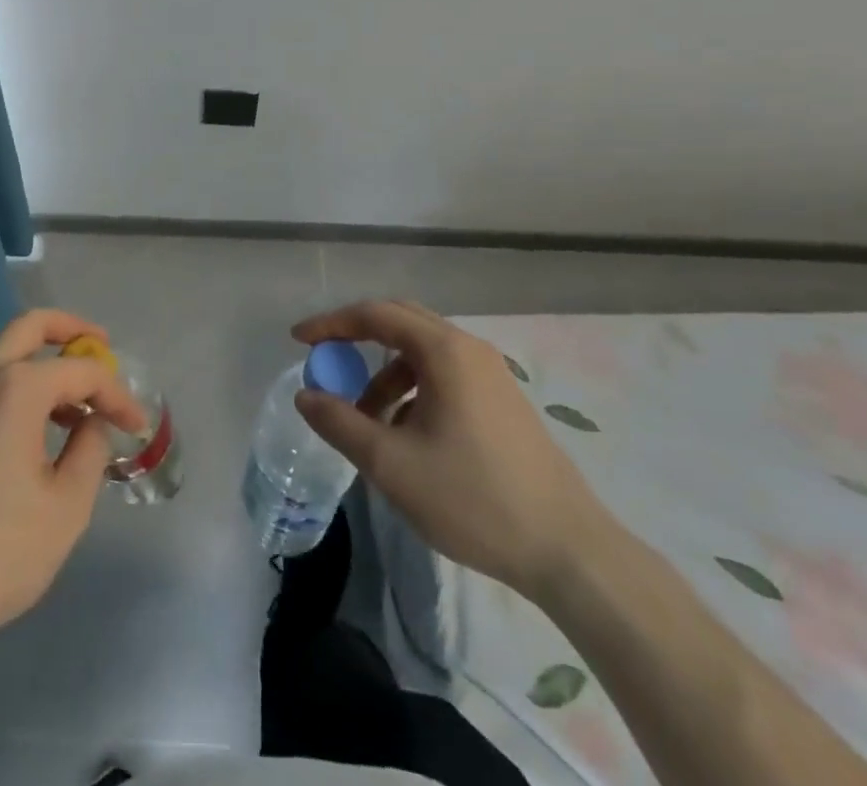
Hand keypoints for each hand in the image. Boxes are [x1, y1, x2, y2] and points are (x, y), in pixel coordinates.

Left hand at [0, 308, 146, 662]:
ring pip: (0, 355)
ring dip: (39, 363)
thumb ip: (89, 452)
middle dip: (72, 329)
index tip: (136, 424)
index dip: (117, 394)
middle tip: (101, 346)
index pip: (81, 371)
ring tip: (67, 404)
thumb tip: (90, 423)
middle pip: (31, 327)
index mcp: (15, 389)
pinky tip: (20, 433)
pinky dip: (9, 389)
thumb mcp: (64, 510)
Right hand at [293, 299, 608, 599]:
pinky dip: (412, 390)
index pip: (375, 315)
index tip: (298, 340)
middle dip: (356, 338)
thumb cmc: (473, 499)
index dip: (331, 323)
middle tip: (326, 361)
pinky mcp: (502, 400)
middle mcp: (468, 348)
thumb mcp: (391, 464)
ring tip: (366, 420)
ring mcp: (491, 374)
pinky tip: (406, 436)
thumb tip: (306, 395)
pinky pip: (443, 375)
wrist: (569, 551)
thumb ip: (340, 423)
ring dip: (385, 374)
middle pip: (400, 321)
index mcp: (443, 351)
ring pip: (422, 353)